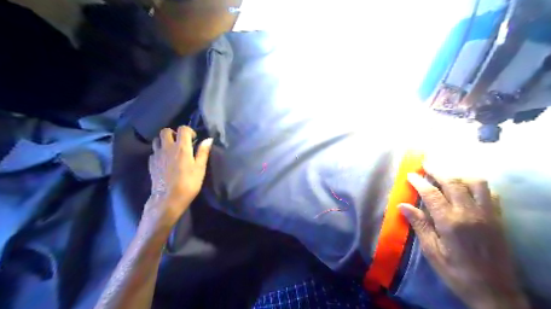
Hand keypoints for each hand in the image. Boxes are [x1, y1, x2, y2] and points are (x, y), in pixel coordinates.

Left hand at [143, 124, 212, 226]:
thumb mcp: (200, 168)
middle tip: (180, 142)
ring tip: (171, 150)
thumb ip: (203, 152)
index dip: (189, 131)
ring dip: (164, 141)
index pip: (183, 129)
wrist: (168, 199)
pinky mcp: (151, 163)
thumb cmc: (188, 183)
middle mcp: (167, 147)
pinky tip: (165, 160)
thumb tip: (208, 139)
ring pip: (157, 140)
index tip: (193, 139)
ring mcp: (157, 155)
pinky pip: (154, 152)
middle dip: (173, 133)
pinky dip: (159, 152)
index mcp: (181, 147)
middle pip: (165, 131)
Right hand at [401, 171, 528, 308]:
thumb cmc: (456, 272)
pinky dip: (477, 186)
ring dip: (459, 175)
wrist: (494, 292)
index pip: (432, 193)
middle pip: (453, 182)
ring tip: (447, 175)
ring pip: (476, 183)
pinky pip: (490, 193)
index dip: (419, 181)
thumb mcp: (432, 251)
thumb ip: (419, 225)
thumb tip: (402, 205)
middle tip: (426, 163)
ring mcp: (487, 214)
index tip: (410, 174)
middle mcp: (470, 213)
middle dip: (437, 170)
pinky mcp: (498, 218)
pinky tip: (468, 189)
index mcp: (450, 222)